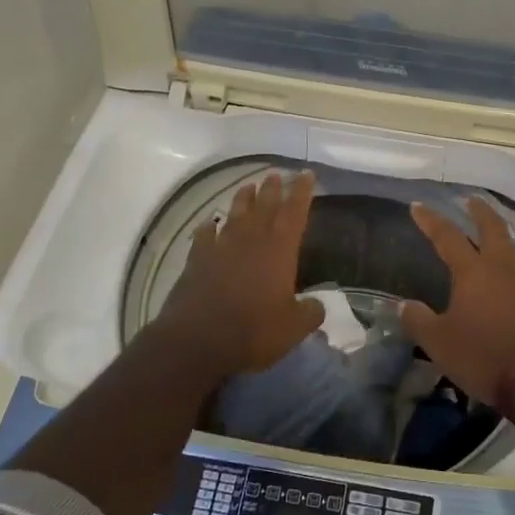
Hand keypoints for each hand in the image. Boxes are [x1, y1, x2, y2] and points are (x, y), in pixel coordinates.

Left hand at [153, 170, 324, 378]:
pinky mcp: (196, 261)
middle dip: (273, 189)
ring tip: (248, 186)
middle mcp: (251, 240)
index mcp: (279, 249)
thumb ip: (310, 312)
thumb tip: (317, 305)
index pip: (295, 212)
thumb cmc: (254, 330)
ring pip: (235, 215)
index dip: (302, 192)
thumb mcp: (294, 327)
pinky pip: (204, 236)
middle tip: (277, 175)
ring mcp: (221, 247)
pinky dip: (208, 228)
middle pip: (264, 206)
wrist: (198, 340)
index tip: (306, 174)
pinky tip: (209, 223)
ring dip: (243, 200)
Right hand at [401, 197, 514, 405]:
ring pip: (513, 244)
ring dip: (500, 230)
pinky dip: (513, 256)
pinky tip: (510, 267)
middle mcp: (501, 266)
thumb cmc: (481, 355)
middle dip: (479, 211)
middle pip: (492, 228)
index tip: (418, 206)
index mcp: (473, 271)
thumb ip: (418, 319)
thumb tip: (404, 305)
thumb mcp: (438, 342)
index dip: (431, 220)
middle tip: (469, 200)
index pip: (447, 236)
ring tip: (492, 228)